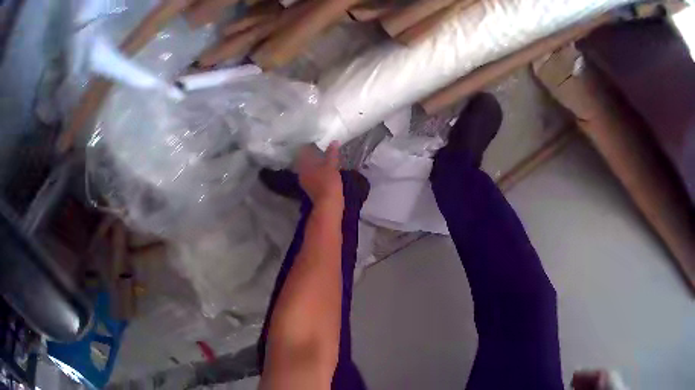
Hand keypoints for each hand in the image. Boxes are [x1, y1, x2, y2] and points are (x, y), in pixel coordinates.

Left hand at [296, 142, 343, 209]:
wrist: (328, 204)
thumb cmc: (328, 182)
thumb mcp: (331, 165)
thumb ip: (332, 153)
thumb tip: (334, 141)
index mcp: (303, 165)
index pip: (302, 151)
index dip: (307, 145)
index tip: (314, 141)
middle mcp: (301, 172)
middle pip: (303, 160)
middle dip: (310, 155)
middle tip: (319, 148)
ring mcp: (304, 182)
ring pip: (307, 169)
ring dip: (313, 164)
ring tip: (322, 158)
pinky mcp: (310, 189)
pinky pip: (311, 176)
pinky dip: (316, 172)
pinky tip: (323, 170)